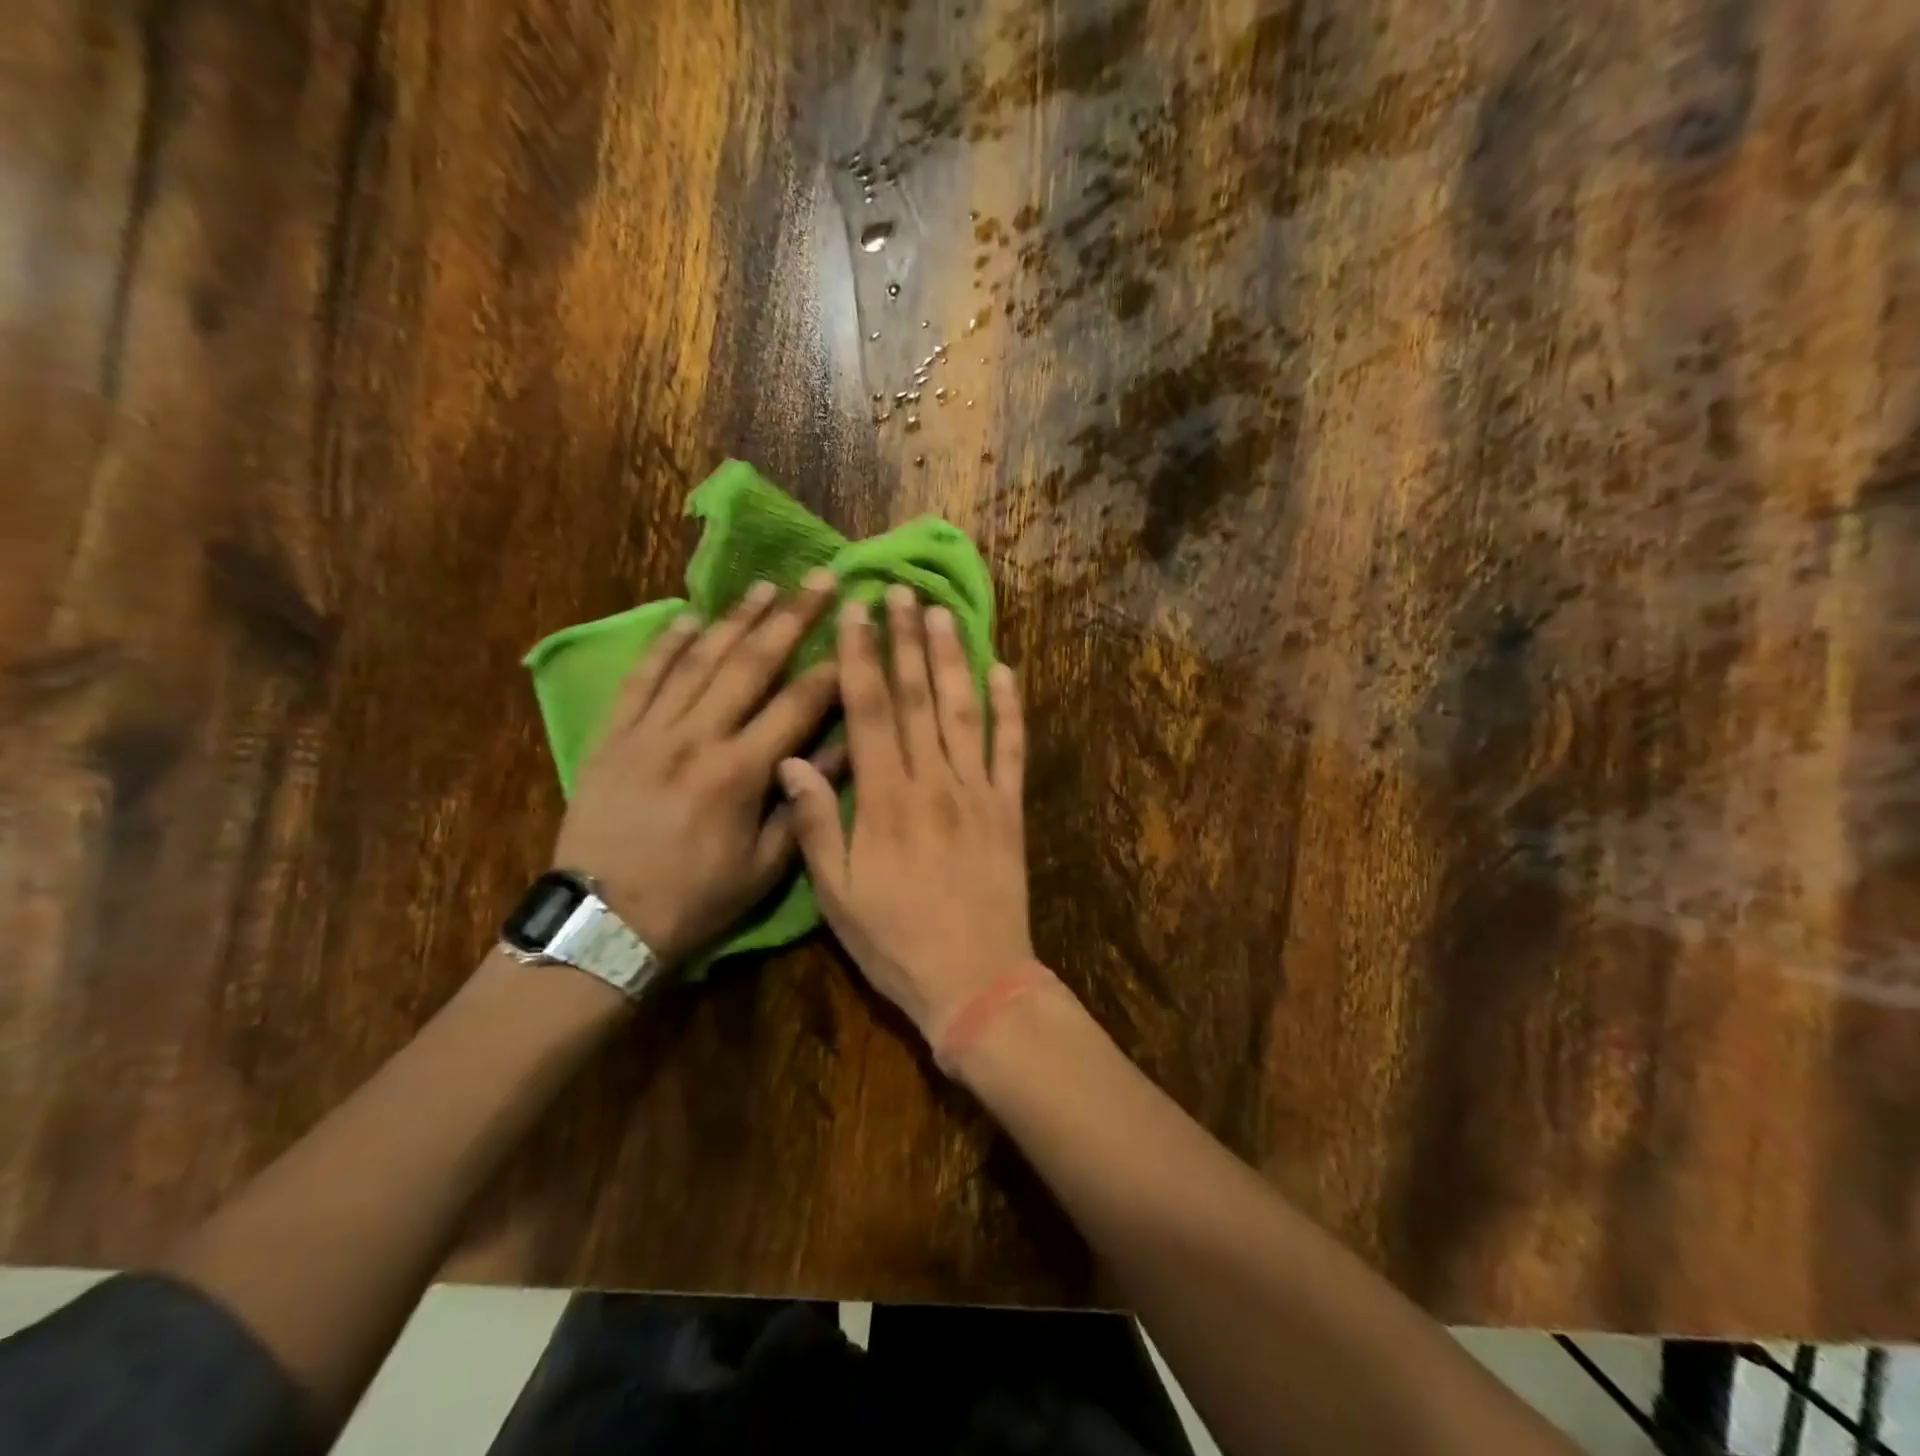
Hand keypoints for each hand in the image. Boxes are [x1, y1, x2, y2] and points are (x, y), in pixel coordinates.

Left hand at [552, 572, 840, 967]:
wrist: (603, 923)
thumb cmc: (695, 899)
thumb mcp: (764, 867)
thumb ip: (804, 805)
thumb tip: (844, 752)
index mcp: (739, 773)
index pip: (796, 706)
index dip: (830, 669)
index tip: (855, 635)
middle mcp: (696, 738)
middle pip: (750, 664)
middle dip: (791, 618)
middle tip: (819, 580)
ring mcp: (649, 732)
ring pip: (698, 661)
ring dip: (734, 619)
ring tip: (765, 586)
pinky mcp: (613, 736)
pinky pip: (641, 679)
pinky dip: (665, 646)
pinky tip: (687, 617)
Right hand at [778, 585, 1034, 1042]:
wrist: (975, 981)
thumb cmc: (896, 942)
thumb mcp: (838, 895)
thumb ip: (816, 824)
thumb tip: (792, 760)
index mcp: (885, 801)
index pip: (870, 713)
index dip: (861, 659)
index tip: (856, 615)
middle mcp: (933, 783)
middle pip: (918, 698)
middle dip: (905, 641)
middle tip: (899, 592)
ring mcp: (978, 792)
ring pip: (964, 711)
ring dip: (953, 659)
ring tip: (942, 613)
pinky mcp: (1010, 809)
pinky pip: (1013, 749)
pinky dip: (1011, 708)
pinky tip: (1006, 671)